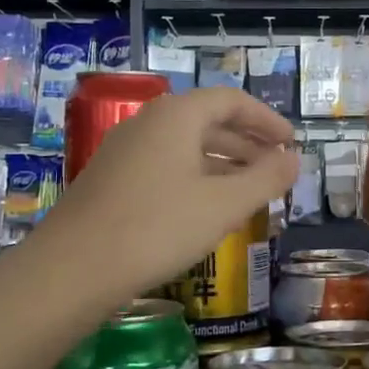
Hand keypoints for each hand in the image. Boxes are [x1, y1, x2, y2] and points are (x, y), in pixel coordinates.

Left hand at [37, 86, 298, 300]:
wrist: (74, 268)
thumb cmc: (158, 227)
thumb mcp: (224, 204)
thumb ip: (266, 178)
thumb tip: (294, 159)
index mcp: (177, 115)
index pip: (231, 100)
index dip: (266, 120)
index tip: (291, 143)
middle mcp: (149, 123)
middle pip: (208, 121)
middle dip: (247, 144)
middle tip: (275, 169)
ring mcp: (125, 150)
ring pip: (186, 147)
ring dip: (223, 164)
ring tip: (249, 191)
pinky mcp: (112, 179)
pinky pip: (166, 166)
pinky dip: (196, 178)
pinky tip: (207, 209)